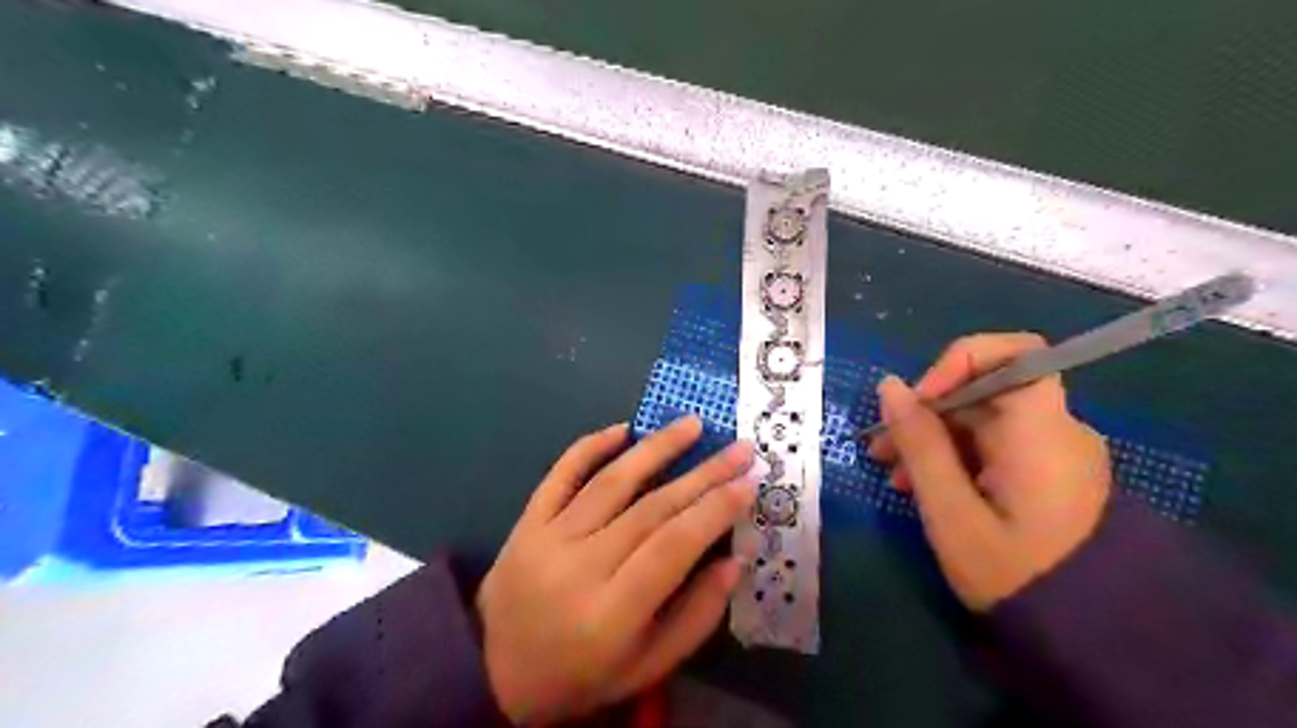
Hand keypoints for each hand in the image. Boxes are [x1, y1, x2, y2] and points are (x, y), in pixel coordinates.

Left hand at [476, 417, 761, 722]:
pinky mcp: (526, 523)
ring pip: (611, 482)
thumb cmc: (581, 676)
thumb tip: (735, 559)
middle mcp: (579, 567)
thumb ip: (696, 616)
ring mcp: (547, 539)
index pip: (674, 545)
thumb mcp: (647, 666)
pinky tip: (623, 429)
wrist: (493, 674)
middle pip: (651, 508)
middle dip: (703, 474)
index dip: (715, 510)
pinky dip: (590, 447)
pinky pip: (560, 474)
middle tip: (740, 448)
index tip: (748, 482)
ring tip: (692, 424)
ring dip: (656, 448)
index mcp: (612, 614)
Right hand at [865, 333, 1108, 609]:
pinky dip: (954, 455)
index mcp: (1041, 431)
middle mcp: (1055, 429)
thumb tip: (889, 386)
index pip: (1014, 352)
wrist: (1090, 636)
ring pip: (981, 419)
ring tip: (893, 476)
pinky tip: (922, 486)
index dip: (959, 362)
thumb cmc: (1015, 574)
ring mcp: (1052, 451)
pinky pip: (993, 444)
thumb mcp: (950, 511)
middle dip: (926, 411)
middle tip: (882, 451)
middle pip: (984, 390)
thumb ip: (919, 444)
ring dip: (932, 437)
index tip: (918, 399)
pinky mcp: (1045, 472)